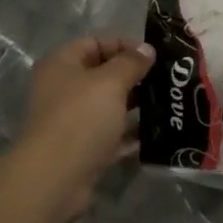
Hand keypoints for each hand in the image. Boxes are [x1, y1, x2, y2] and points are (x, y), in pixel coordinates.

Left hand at [15, 36, 155, 198]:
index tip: (153, 56)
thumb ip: (131, 63)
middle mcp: (63, 90)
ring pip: (108, 106)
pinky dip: (130, 134)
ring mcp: (72, 121)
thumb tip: (147, 48)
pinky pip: (110, 135)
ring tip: (167, 104)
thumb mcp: (110, 82)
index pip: (95, 43)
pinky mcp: (83, 149)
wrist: (55, 178)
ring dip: (135, 106)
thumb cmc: (81, 118)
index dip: (124, 45)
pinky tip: (156, 134)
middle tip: (166, 80)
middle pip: (102, 75)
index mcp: (62, 65)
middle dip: (133, 76)